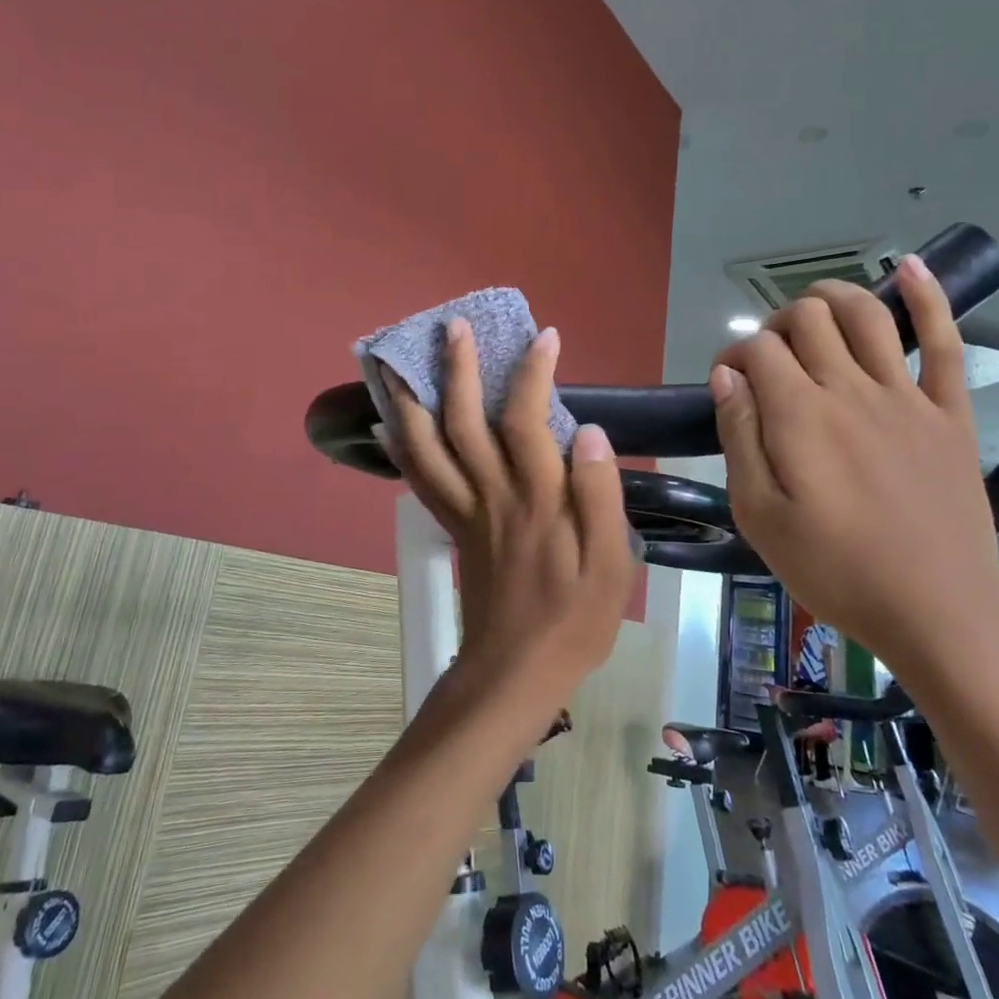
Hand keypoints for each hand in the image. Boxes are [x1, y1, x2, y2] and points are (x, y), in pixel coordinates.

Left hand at [379, 318, 635, 710]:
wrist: (515, 672)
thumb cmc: (573, 620)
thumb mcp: (611, 566)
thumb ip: (601, 496)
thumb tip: (590, 432)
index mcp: (537, 499)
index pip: (526, 420)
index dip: (533, 373)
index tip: (544, 337)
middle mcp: (492, 494)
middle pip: (463, 421)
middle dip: (456, 369)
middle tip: (451, 326)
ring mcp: (464, 510)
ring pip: (427, 447)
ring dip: (410, 399)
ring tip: (395, 361)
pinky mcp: (451, 528)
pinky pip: (418, 481)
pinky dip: (400, 448)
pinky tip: (386, 424)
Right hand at [710, 254, 998, 671]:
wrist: (935, 611)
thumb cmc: (833, 569)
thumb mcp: (759, 514)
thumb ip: (739, 437)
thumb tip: (726, 376)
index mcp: (799, 415)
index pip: (758, 349)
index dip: (734, 355)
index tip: (728, 385)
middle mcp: (850, 389)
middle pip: (808, 319)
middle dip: (778, 323)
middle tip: (770, 359)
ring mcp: (906, 397)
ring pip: (867, 314)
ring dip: (833, 297)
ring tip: (813, 306)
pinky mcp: (949, 414)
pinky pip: (944, 343)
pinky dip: (928, 298)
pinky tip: (909, 267)